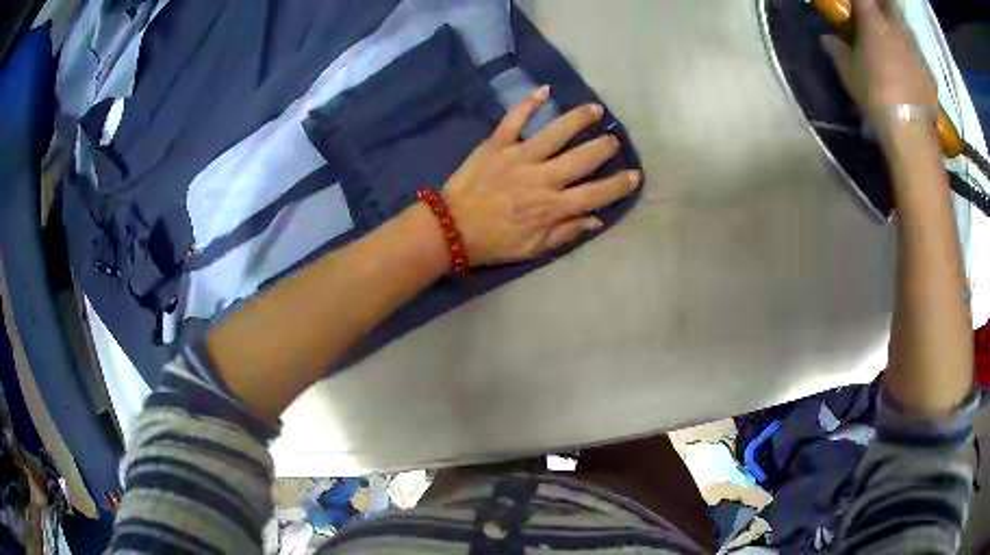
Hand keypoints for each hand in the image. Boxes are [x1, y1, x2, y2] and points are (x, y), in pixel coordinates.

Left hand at [442, 86, 640, 265]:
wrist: (450, 228)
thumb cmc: (494, 242)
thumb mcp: (533, 249)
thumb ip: (565, 232)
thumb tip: (596, 218)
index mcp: (552, 206)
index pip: (596, 194)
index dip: (618, 184)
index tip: (634, 175)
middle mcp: (542, 178)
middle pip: (582, 158)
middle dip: (603, 147)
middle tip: (614, 139)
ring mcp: (519, 157)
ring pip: (556, 132)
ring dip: (578, 119)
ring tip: (595, 109)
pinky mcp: (497, 144)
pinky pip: (515, 119)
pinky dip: (529, 103)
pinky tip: (545, 90)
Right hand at [820, 0, 937, 145]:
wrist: (911, 132)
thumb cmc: (875, 94)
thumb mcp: (848, 72)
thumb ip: (837, 49)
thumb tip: (827, 38)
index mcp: (873, 20)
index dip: (859, 1)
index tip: (856, 6)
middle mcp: (896, 28)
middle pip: (888, 6)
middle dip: (882, 8)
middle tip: (878, 19)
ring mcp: (915, 50)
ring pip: (905, 29)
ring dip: (899, 31)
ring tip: (895, 44)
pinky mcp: (928, 73)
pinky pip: (919, 57)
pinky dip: (914, 59)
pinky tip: (911, 72)